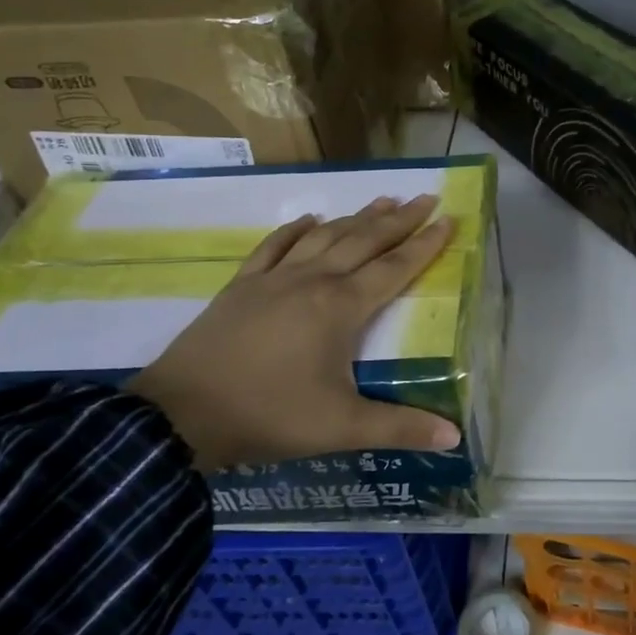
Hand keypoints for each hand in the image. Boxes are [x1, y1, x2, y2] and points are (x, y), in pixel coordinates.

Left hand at [126, 194, 461, 471]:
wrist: (180, 414)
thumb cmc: (268, 415)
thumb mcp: (340, 428)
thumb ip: (400, 428)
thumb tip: (454, 436)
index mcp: (341, 308)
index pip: (394, 268)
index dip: (425, 244)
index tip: (449, 219)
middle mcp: (312, 281)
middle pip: (364, 241)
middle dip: (399, 219)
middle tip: (425, 198)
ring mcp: (273, 279)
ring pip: (324, 236)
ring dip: (356, 217)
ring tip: (382, 200)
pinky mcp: (241, 286)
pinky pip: (275, 246)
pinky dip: (296, 229)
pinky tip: (309, 219)